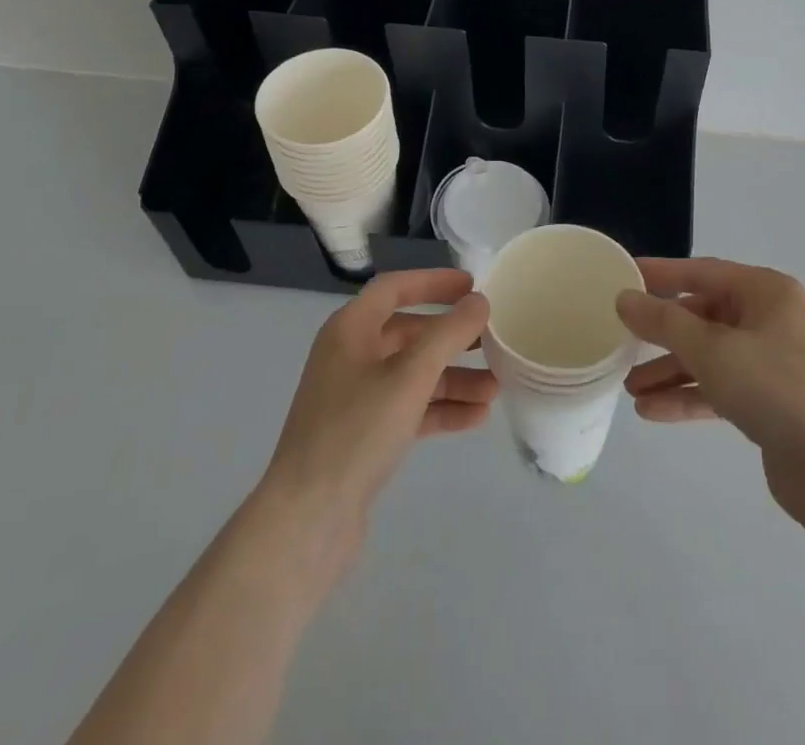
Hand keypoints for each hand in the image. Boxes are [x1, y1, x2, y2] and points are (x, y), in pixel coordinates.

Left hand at [261, 270, 495, 548]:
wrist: (307, 521)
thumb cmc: (356, 431)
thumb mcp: (409, 375)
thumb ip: (448, 333)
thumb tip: (479, 301)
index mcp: (350, 330)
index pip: (395, 288)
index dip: (434, 282)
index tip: (473, 286)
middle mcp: (351, 356)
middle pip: (410, 333)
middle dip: (453, 339)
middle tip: (494, 341)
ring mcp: (356, 398)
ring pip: (414, 375)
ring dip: (454, 378)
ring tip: (497, 388)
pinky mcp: (364, 436)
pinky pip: (410, 409)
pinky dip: (441, 409)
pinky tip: (477, 418)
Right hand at [617, 257, 804, 528]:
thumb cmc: (778, 389)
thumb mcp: (714, 350)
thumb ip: (665, 322)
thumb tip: (625, 298)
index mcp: (764, 292)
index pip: (701, 273)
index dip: (659, 274)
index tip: (621, 276)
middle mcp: (769, 320)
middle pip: (703, 317)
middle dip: (662, 334)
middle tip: (620, 341)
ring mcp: (771, 363)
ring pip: (709, 357)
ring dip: (670, 370)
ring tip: (629, 389)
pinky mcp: (769, 404)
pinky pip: (719, 389)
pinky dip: (688, 397)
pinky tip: (652, 412)